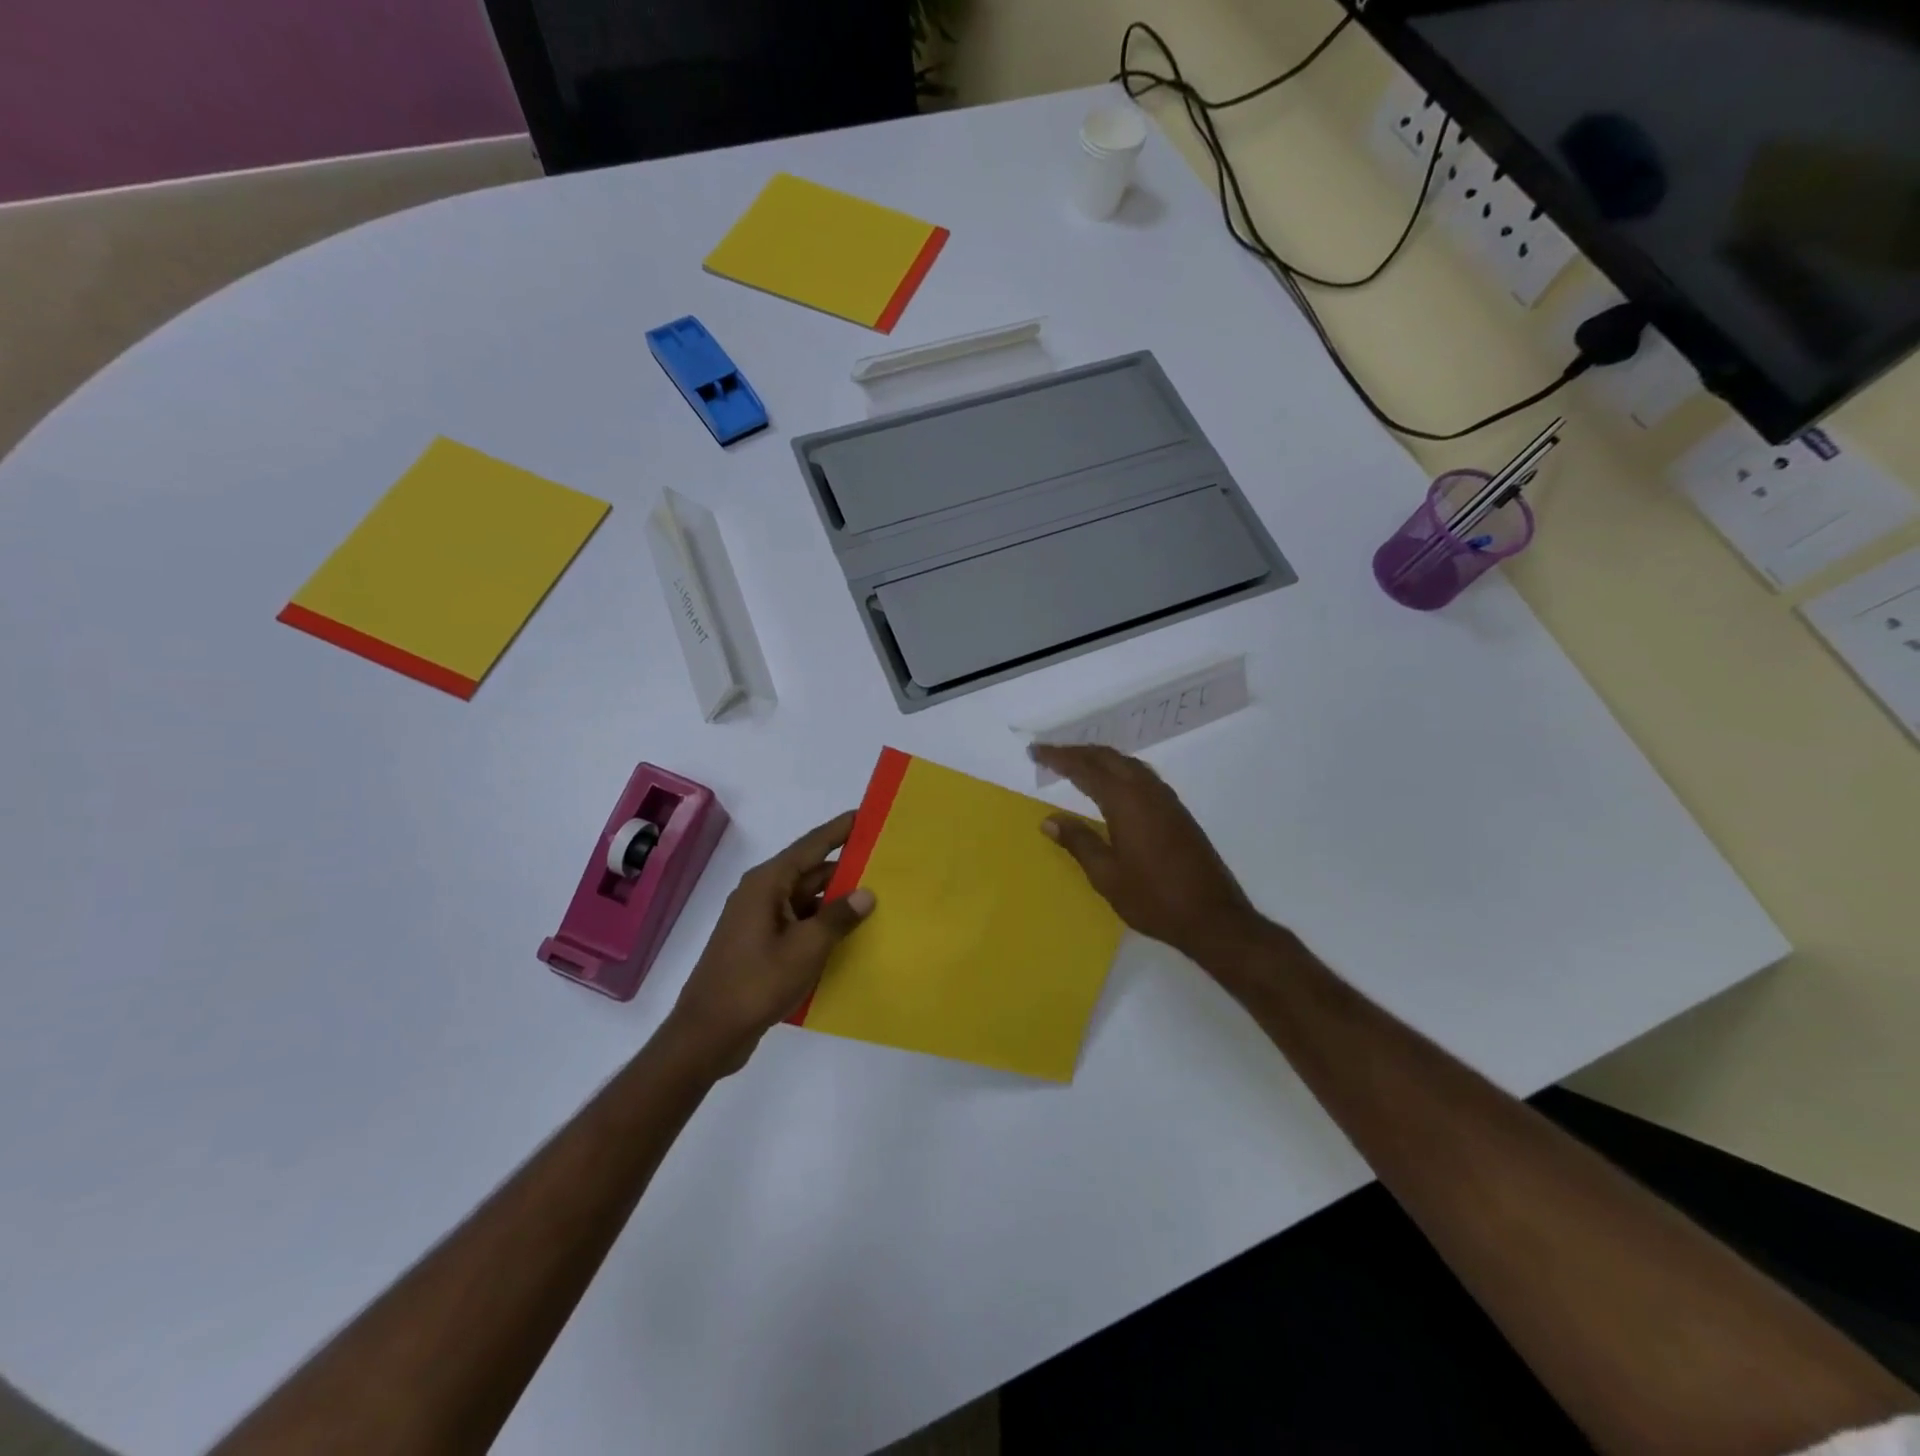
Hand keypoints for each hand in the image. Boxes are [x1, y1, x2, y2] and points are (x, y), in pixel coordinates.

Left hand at [666, 813, 874, 1074]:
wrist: (707, 1034)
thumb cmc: (756, 983)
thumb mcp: (806, 949)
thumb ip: (838, 917)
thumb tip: (866, 892)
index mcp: (768, 883)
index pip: (811, 845)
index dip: (840, 830)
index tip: (868, 815)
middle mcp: (762, 894)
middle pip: (810, 871)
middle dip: (846, 868)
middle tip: (886, 865)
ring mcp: (760, 921)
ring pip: (806, 899)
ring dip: (836, 901)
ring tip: (878, 899)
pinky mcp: (761, 945)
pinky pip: (799, 923)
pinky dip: (822, 924)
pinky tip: (850, 935)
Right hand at [1031, 744, 1259, 963]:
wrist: (1213, 917)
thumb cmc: (1153, 898)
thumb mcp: (1106, 875)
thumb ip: (1078, 842)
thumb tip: (1049, 820)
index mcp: (1126, 802)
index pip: (1085, 768)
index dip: (1059, 758)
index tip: (1036, 751)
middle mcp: (1147, 791)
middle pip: (1108, 758)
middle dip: (1078, 752)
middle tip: (1051, 755)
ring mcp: (1166, 800)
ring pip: (1128, 764)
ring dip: (1100, 759)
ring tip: (1077, 765)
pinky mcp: (1177, 812)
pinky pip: (1142, 776)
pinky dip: (1119, 771)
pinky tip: (1112, 786)